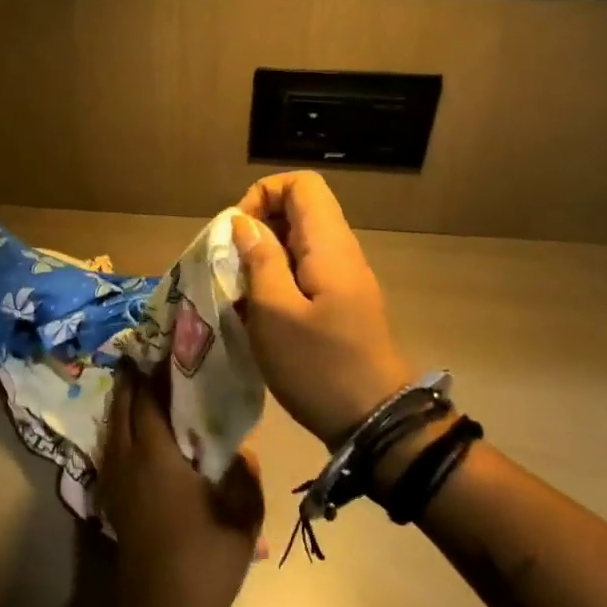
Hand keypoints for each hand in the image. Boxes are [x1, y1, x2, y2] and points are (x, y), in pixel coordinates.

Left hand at [99, 362, 263, 606]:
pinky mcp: (113, 501)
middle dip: (132, 381)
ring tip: (144, 387)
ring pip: (114, 428)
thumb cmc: (202, 567)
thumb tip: (242, 452)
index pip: (147, 400)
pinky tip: (141, 434)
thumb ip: (245, 480)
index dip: (153, 372)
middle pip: (122, 407)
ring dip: (125, 404)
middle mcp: (129, 460)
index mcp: (157, 457)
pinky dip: (123, 429)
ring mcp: (116, 481)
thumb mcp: (241, 523)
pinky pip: (114, 449)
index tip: (165, 348)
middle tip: (148, 358)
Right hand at [233, 171, 411, 447]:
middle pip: (298, 210)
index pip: (300, 184)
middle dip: (257, 228)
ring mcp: (343, 279)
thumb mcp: (275, 313)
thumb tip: (243, 224)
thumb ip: (259, 261)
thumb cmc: (319, 366)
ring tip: (239, 293)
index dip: (263, 194)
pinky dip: (276, 281)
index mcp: (329, 245)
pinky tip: (259, 314)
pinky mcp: (340, 303)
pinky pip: (304, 272)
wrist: (376, 422)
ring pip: (297, 243)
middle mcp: (340, 252)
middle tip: (231, 266)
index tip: (238, 233)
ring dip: (263, 258)